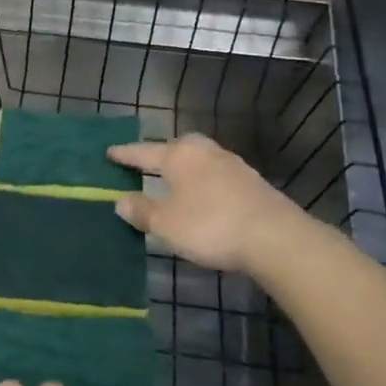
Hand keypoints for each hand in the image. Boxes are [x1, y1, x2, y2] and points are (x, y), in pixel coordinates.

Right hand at [108, 134, 300, 273]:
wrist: (275, 237)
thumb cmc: (210, 225)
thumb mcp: (165, 223)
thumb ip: (141, 210)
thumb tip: (121, 200)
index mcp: (180, 156)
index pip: (145, 152)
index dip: (125, 155)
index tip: (110, 152)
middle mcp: (206, 152)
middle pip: (177, 147)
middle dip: (161, 154)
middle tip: (147, 163)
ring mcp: (233, 165)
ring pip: (200, 160)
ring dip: (185, 168)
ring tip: (173, 180)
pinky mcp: (252, 183)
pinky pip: (216, 175)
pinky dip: (203, 182)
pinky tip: (202, 195)